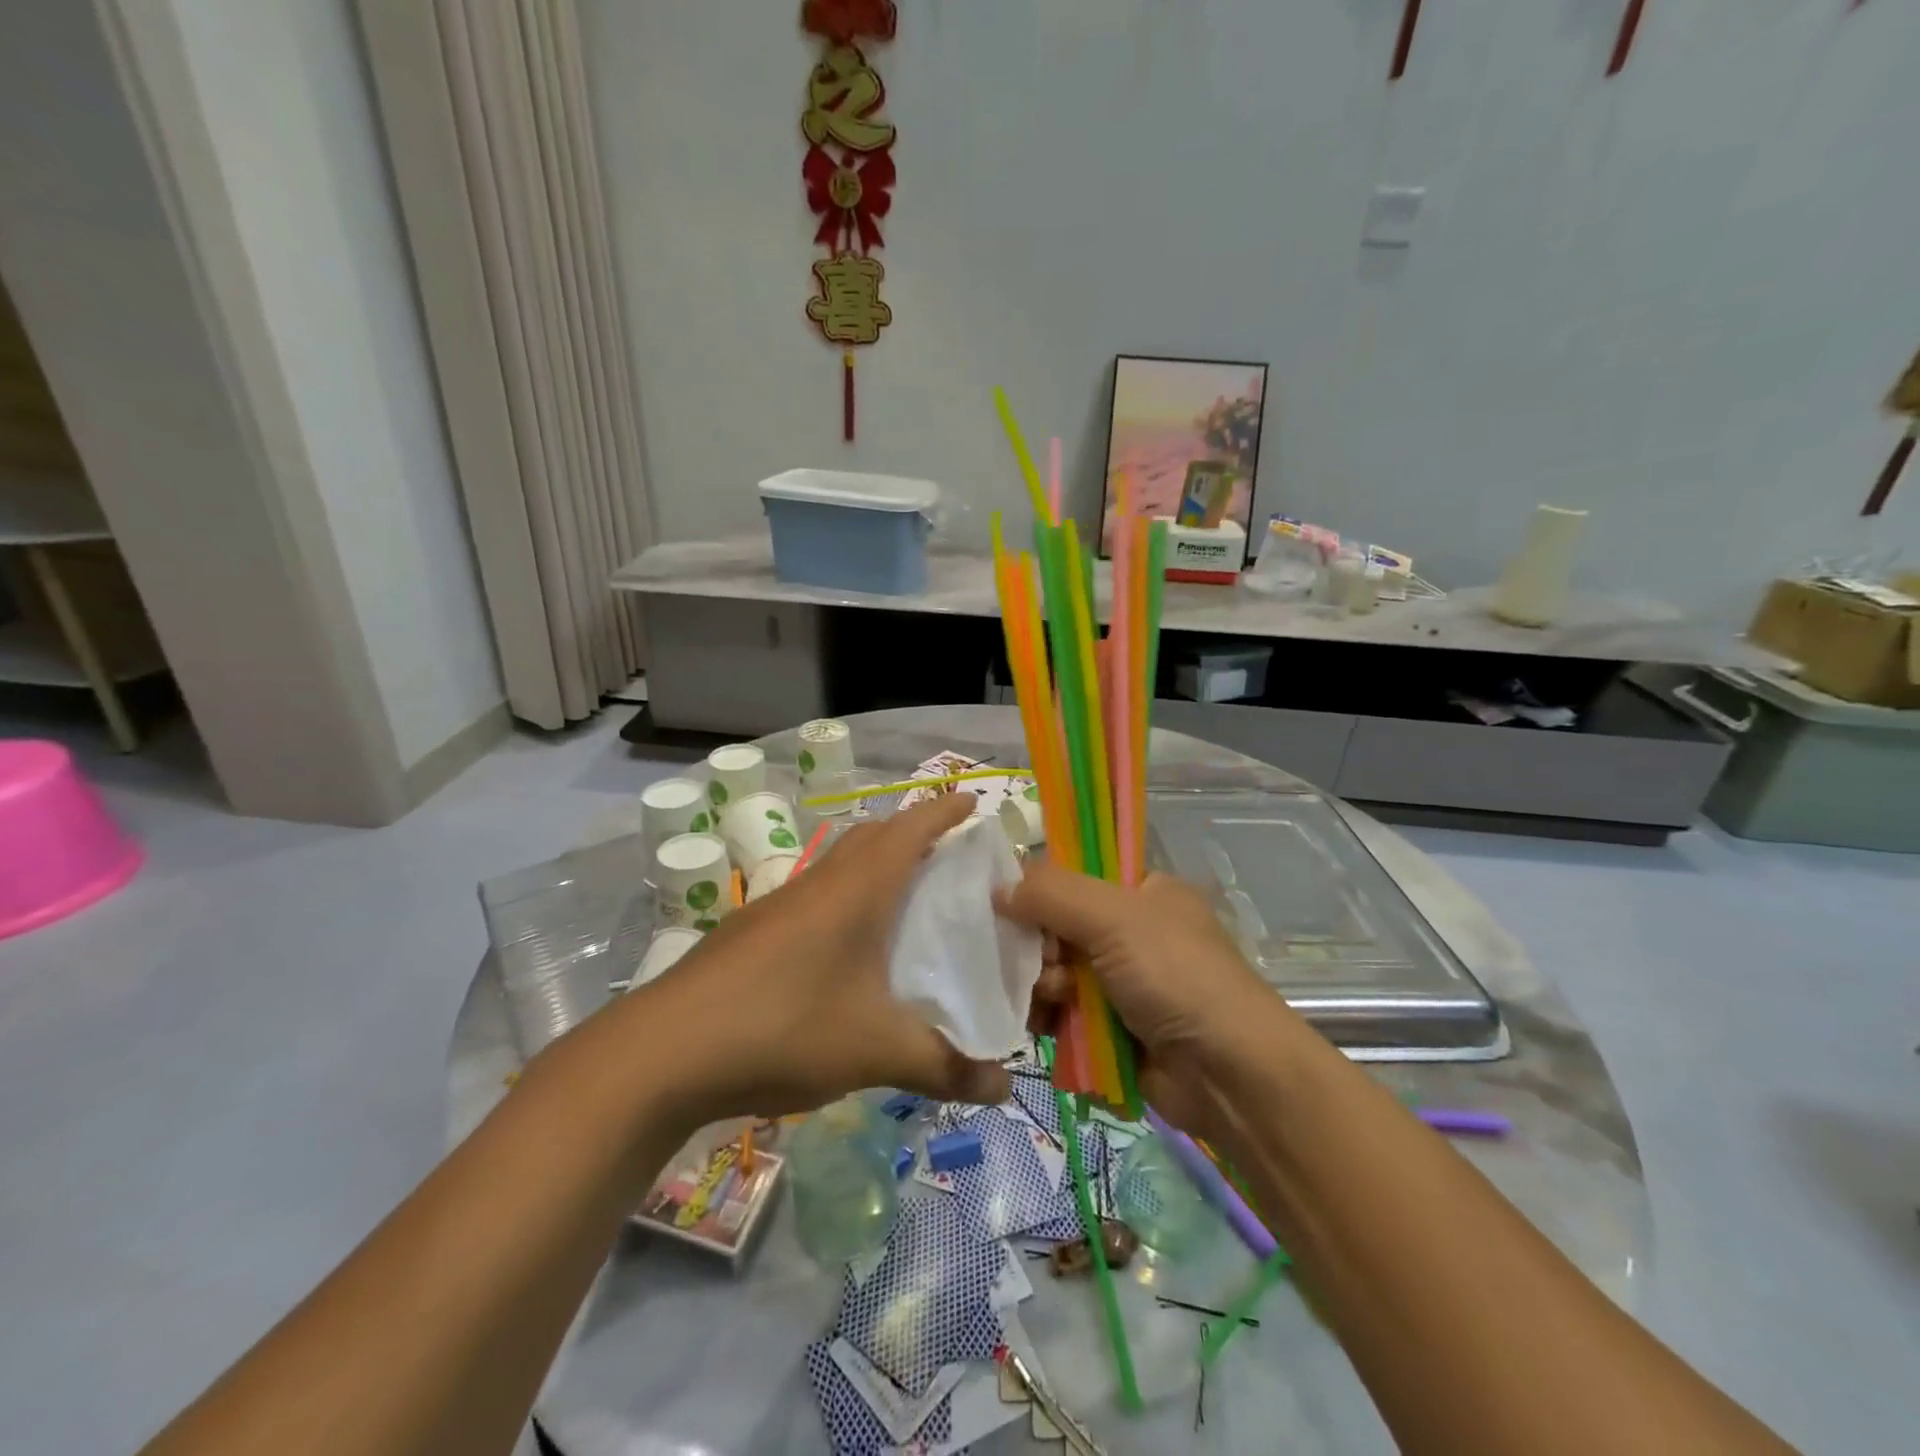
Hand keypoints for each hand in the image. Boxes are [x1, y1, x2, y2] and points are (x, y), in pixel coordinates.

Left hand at [642, 794, 1011, 1121]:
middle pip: (872, 835)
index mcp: (858, 889)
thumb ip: (945, 1067)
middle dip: (911, 833)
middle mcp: (819, 883)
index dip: (944, 810)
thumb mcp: (876, 1051)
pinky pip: (812, 897)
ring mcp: (779, 905)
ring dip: (872, 865)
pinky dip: (842, 900)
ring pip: (838, 865)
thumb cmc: (786, 1027)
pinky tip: (844, 949)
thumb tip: (1006, 1088)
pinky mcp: (752, 932)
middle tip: (947, 857)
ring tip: (903, 900)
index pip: (911, 828)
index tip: (973, 802)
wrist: (664, 1051)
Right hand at [998, 859, 1302, 1140]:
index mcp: (1144, 892)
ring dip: (1045, 987)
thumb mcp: (1113, 917)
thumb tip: (999, 888)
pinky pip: (1066, 1015)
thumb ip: (1052, 894)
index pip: (1077, 876)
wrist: (1228, 1073)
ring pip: (1058, 974)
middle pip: (1060, 927)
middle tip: (1047, 966)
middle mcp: (1134, 933)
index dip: (1043, 890)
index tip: (1015, 908)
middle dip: (1042, 949)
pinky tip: (1045, 1028)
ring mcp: (1125, 984)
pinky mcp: (1115, 1030)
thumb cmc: (1175, 976)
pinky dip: (1052, 1021)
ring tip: (1054, 1002)